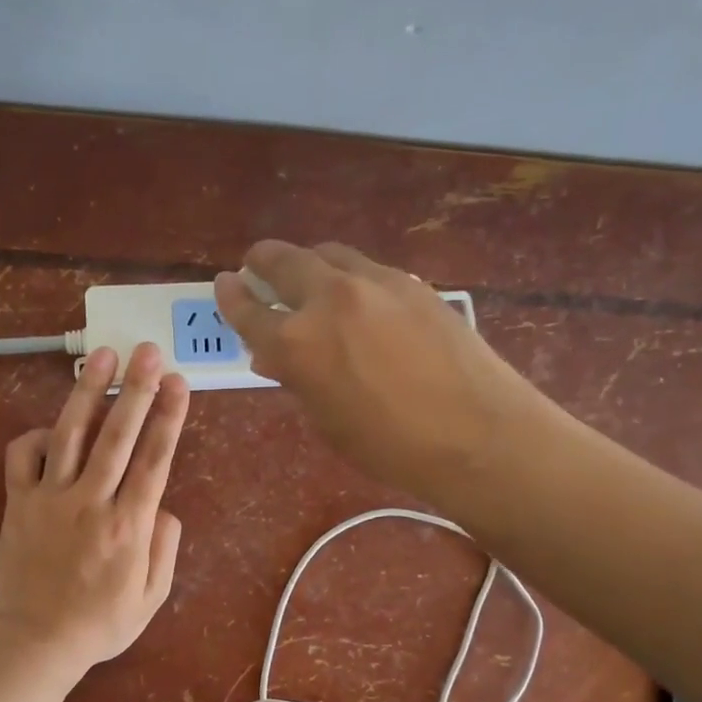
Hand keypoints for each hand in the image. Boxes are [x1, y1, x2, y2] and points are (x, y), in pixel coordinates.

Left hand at [0, 343, 189, 674]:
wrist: (33, 643)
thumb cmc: (99, 625)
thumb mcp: (152, 598)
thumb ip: (165, 548)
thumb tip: (162, 506)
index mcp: (129, 526)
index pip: (155, 459)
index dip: (169, 417)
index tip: (177, 382)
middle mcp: (92, 502)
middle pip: (117, 435)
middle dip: (135, 389)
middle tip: (147, 350)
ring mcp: (51, 499)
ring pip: (71, 434)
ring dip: (87, 392)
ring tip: (102, 356)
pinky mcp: (18, 503)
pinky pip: (23, 457)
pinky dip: (35, 436)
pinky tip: (51, 427)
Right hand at [214, 240, 551, 503]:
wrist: (477, 434)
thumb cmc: (391, 447)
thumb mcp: (328, 422)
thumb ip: (297, 380)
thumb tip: (276, 357)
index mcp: (297, 344)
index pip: (249, 311)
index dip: (231, 298)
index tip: (224, 284)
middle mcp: (330, 299)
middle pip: (284, 262)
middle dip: (263, 262)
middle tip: (256, 267)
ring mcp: (376, 283)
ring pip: (329, 254)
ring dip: (309, 262)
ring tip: (307, 278)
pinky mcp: (413, 283)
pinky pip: (368, 268)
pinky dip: (350, 276)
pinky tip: (359, 298)